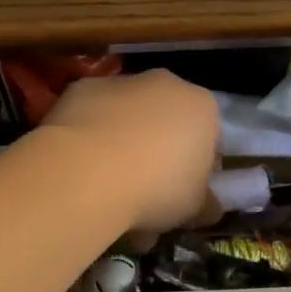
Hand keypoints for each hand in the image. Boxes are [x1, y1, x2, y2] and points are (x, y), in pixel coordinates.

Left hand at [41, 71, 220, 230]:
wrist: (88, 170)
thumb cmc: (156, 187)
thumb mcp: (194, 209)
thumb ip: (206, 204)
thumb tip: (209, 207)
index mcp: (202, 106)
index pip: (208, 137)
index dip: (197, 169)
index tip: (182, 195)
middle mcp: (165, 84)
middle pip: (167, 121)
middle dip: (158, 154)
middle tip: (145, 196)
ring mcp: (121, 82)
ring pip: (129, 117)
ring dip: (123, 144)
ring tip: (108, 189)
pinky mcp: (83, 87)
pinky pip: (94, 115)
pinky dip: (90, 136)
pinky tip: (81, 168)